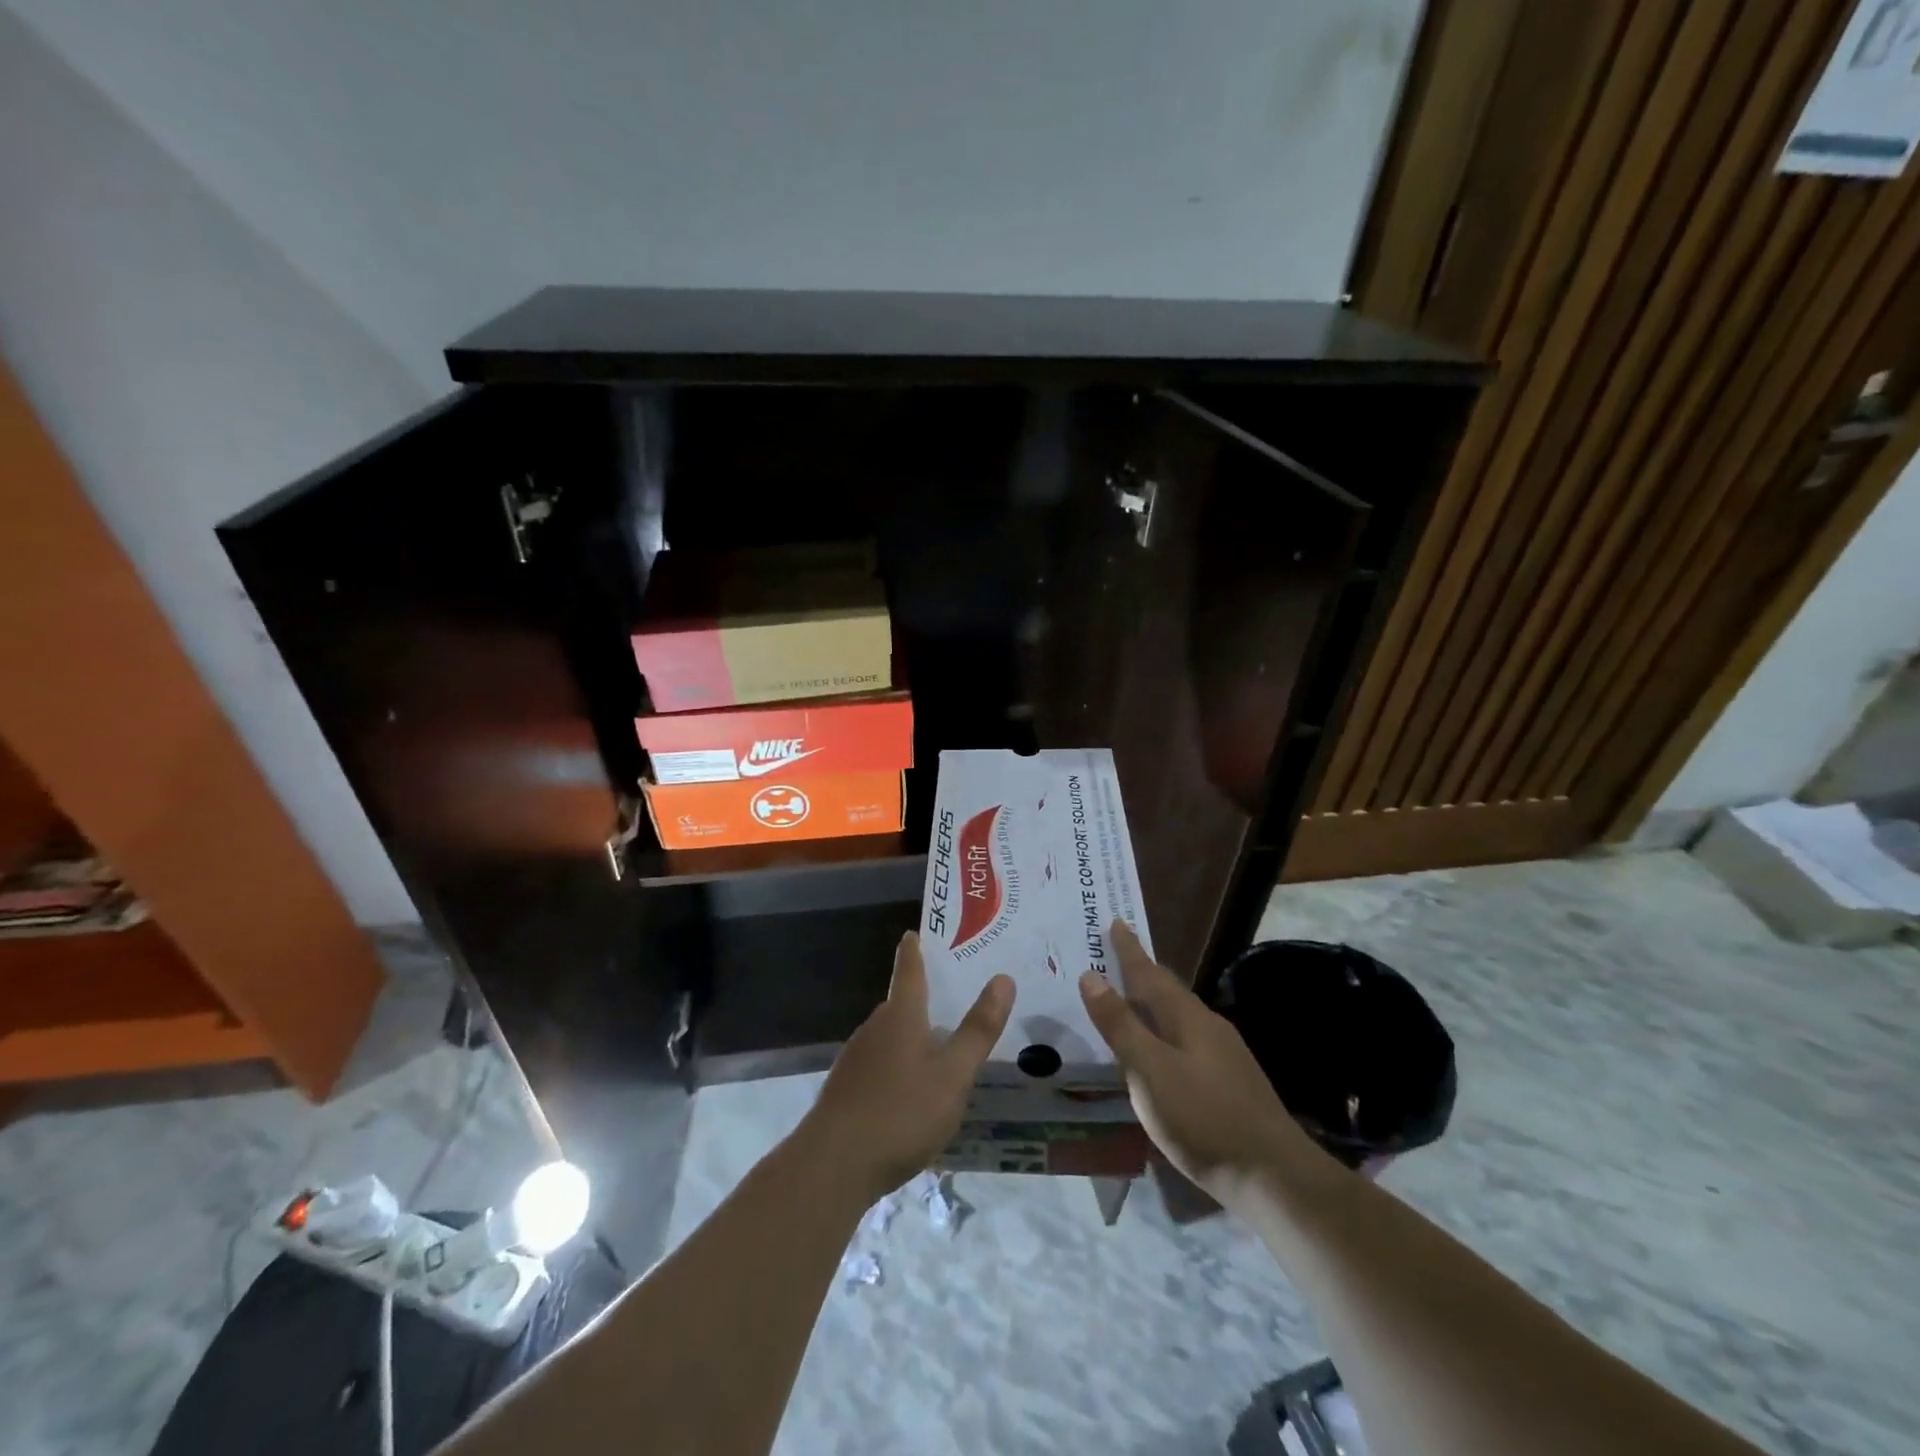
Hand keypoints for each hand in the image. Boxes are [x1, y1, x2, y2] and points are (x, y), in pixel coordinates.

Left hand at [805, 932, 1013, 1201]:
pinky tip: (908, 1093)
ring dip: (908, 1037)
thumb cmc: (901, 1112)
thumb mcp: (953, 1074)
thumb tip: (1003, 978)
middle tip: (948, 999)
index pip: (909, 972)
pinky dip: (895, 1067)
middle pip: (899, 1005)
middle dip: (920, 999)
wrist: (833, 1165)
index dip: (913, 951)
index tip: (913, 932)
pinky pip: (877, 1066)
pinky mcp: (845, 1091)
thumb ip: (978, 1029)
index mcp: (901, 1017)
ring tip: (935, 1049)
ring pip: (887, 1038)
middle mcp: (874, 1029)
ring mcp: (855, 1060)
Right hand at [1079, 921, 1315, 1208]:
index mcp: (1186, 1017)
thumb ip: (1120, 1025)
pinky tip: (1162, 1052)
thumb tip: (1091, 976)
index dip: (1129, 950)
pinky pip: (1188, 1039)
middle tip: (1117, 956)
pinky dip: (1166, 1031)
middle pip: (1168, 990)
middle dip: (1142, 972)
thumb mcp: (1149, 1071)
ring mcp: (1225, 1054)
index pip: (1149, 973)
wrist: (1274, 1176)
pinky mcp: (1232, 1082)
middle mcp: (1208, 1026)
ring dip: (1153, 1003)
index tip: (1115, 921)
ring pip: (1180, 1016)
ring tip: (1132, 1000)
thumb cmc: (1203, 1118)